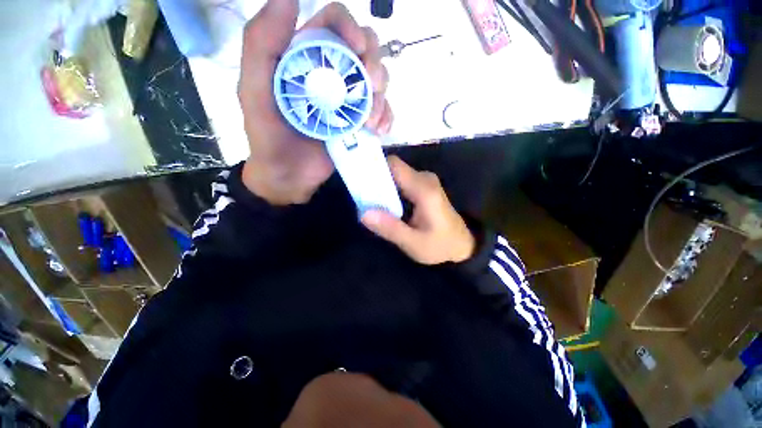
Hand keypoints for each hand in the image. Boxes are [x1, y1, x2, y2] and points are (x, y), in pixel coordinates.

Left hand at [239, 0, 392, 204]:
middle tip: (371, 88)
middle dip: (374, 65)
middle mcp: (332, 74)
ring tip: (370, 121)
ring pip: (378, 82)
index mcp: (307, 57)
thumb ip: (261, 44)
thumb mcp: (254, 91)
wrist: (289, 176)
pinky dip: (386, 117)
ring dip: (381, 97)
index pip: (335, 24)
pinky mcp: (359, 124)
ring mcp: (349, 101)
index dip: (351, 27)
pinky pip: (382, 112)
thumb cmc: (269, 136)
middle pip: (366, 50)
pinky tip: (379, 130)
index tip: (358, 50)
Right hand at [361, 157, 475, 264]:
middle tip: (360, 196)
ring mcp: (425, 181)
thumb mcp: (414, 243)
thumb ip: (390, 228)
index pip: (394, 166)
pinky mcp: (424, 187)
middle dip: (374, 179)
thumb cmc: (440, 245)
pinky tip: (383, 204)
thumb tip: (364, 213)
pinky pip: (401, 181)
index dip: (373, 168)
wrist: (462, 245)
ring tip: (368, 202)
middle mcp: (425, 179)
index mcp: (424, 190)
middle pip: (393, 169)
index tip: (357, 180)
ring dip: (381, 185)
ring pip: (396, 175)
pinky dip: (389, 189)